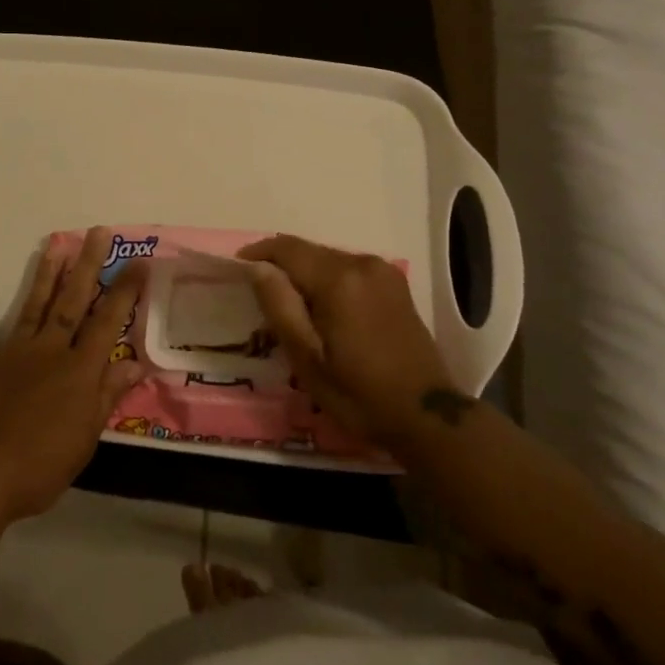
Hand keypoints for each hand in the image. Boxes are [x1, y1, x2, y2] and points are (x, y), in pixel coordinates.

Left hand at [0, 227, 146, 524]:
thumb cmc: (40, 466)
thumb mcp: (85, 439)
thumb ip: (106, 396)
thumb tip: (134, 364)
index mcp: (78, 370)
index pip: (107, 321)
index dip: (124, 290)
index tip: (139, 261)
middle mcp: (48, 351)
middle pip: (72, 301)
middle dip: (87, 265)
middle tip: (97, 231)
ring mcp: (12, 354)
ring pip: (34, 307)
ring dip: (45, 276)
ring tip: (54, 245)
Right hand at [238, 234, 463, 446]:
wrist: (427, 416)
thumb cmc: (359, 393)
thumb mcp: (307, 358)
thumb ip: (280, 306)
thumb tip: (257, 268)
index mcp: (339, 279)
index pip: (286, 248)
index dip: (258, 253)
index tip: (237, 269)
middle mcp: (362, 263)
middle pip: (308, 251)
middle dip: (280, 266)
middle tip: (260, 296)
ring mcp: (383, 271)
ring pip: (328, 259)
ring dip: (304, 274)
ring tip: (289, 306)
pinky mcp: (394, 284)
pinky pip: (348, 269)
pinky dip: (327, 280)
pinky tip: (322, 309)